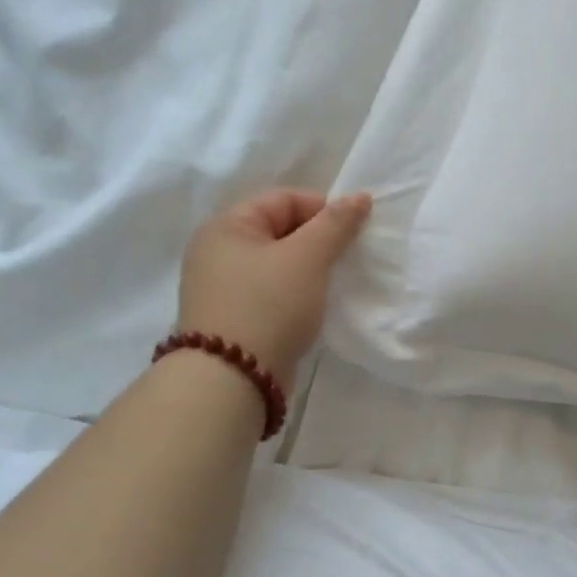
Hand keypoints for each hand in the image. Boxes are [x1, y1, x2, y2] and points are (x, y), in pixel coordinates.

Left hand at [177, 189, 372, 380]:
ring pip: (277, 264)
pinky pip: (270, 292)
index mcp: (226, 226)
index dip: (323, 208)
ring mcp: (221, 288)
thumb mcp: (308, 257)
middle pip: (279, 230)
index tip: (354, 232)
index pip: (283, 199)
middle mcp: (217, 252)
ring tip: (334, 283)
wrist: (233, 379)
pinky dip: (295, 294)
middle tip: (348, 258)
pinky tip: (313, 307)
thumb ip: (335, 224)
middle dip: (318, 240)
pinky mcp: (232, 319)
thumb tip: (360, 197)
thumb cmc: (269, 305)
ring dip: (308, 269)